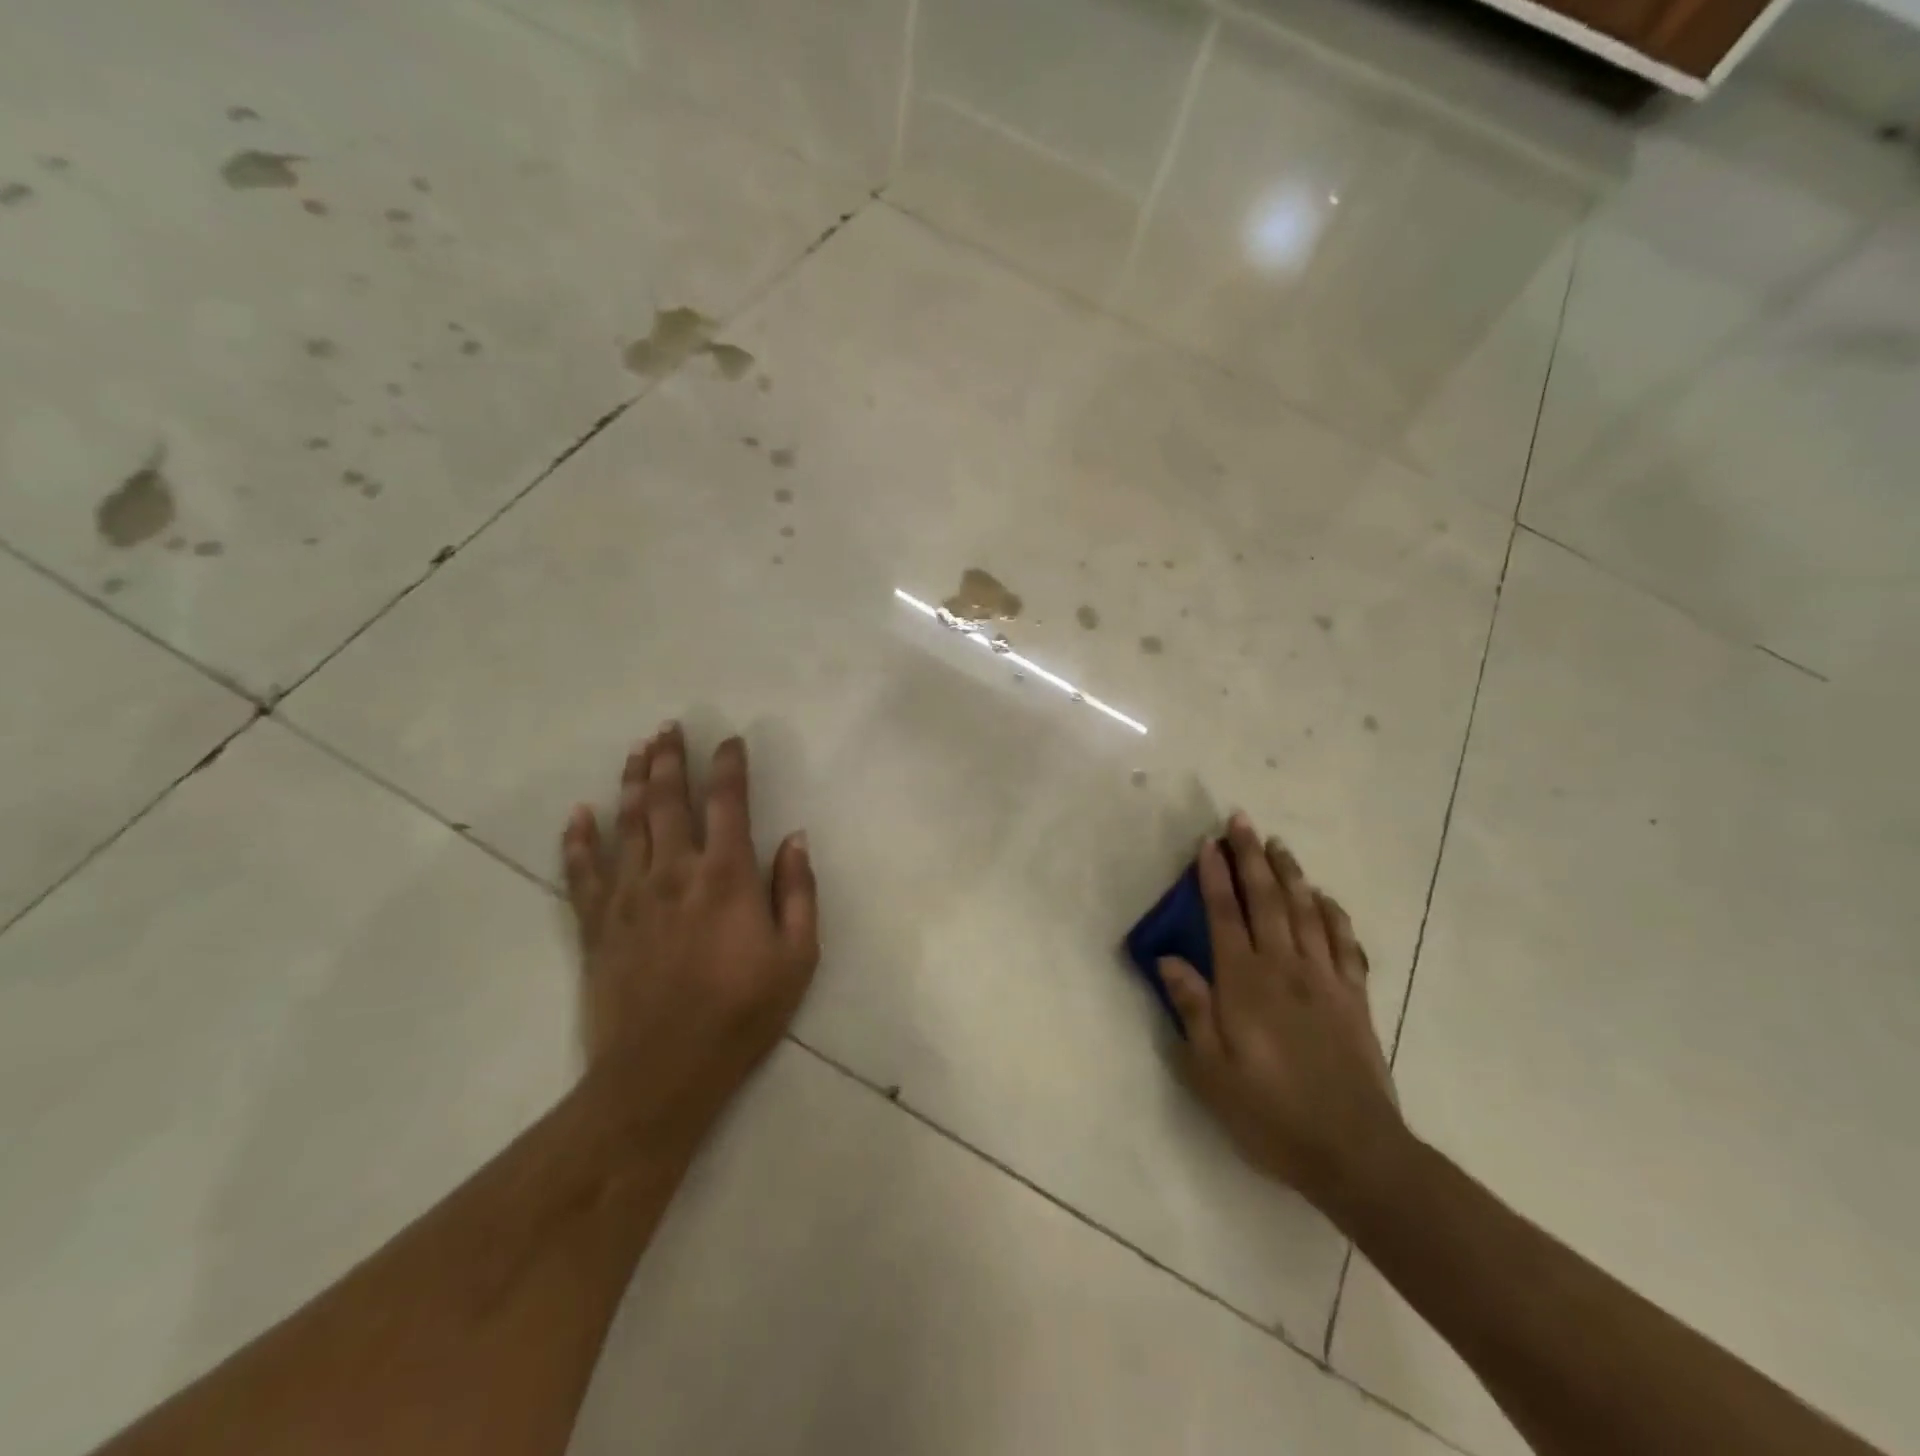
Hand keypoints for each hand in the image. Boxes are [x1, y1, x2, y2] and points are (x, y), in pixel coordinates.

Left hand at [560, 723, 818, 1140]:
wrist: (663, 1071)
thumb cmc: (742, 1012)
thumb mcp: (797, 957)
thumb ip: (798, 892)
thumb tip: (796, 838)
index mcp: (726, 877)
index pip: (728, 803)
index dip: (729, 766)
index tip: (729, 740)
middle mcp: (675, 872)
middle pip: (670, 801)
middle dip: (671, 759)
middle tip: (668, 728)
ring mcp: (630, 896)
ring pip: (628, 824)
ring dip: (633, 782)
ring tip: (636, 750)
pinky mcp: (597, 924)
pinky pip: (582, 871)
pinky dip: (578, 840)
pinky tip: (579, 814)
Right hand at [1158, 813, 1407, 1215]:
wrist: (1354, 1152)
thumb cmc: (1269, 1113)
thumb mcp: (1211, 1071)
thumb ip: (1192, 1009)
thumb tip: (1168, 960)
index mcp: (1245, 983)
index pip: (1225, 914)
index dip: (1214, 876)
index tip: (1207, 843)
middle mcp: (1284, 968)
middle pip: (1267, 900)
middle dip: (1251, 857)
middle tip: (1241, 820)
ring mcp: (1325, 980)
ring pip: (1306, 912)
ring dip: (1291, 874)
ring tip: (1278, 844)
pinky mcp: (1354, 998)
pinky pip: (1345, 944)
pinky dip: (1334, 914)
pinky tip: (1325, 898)